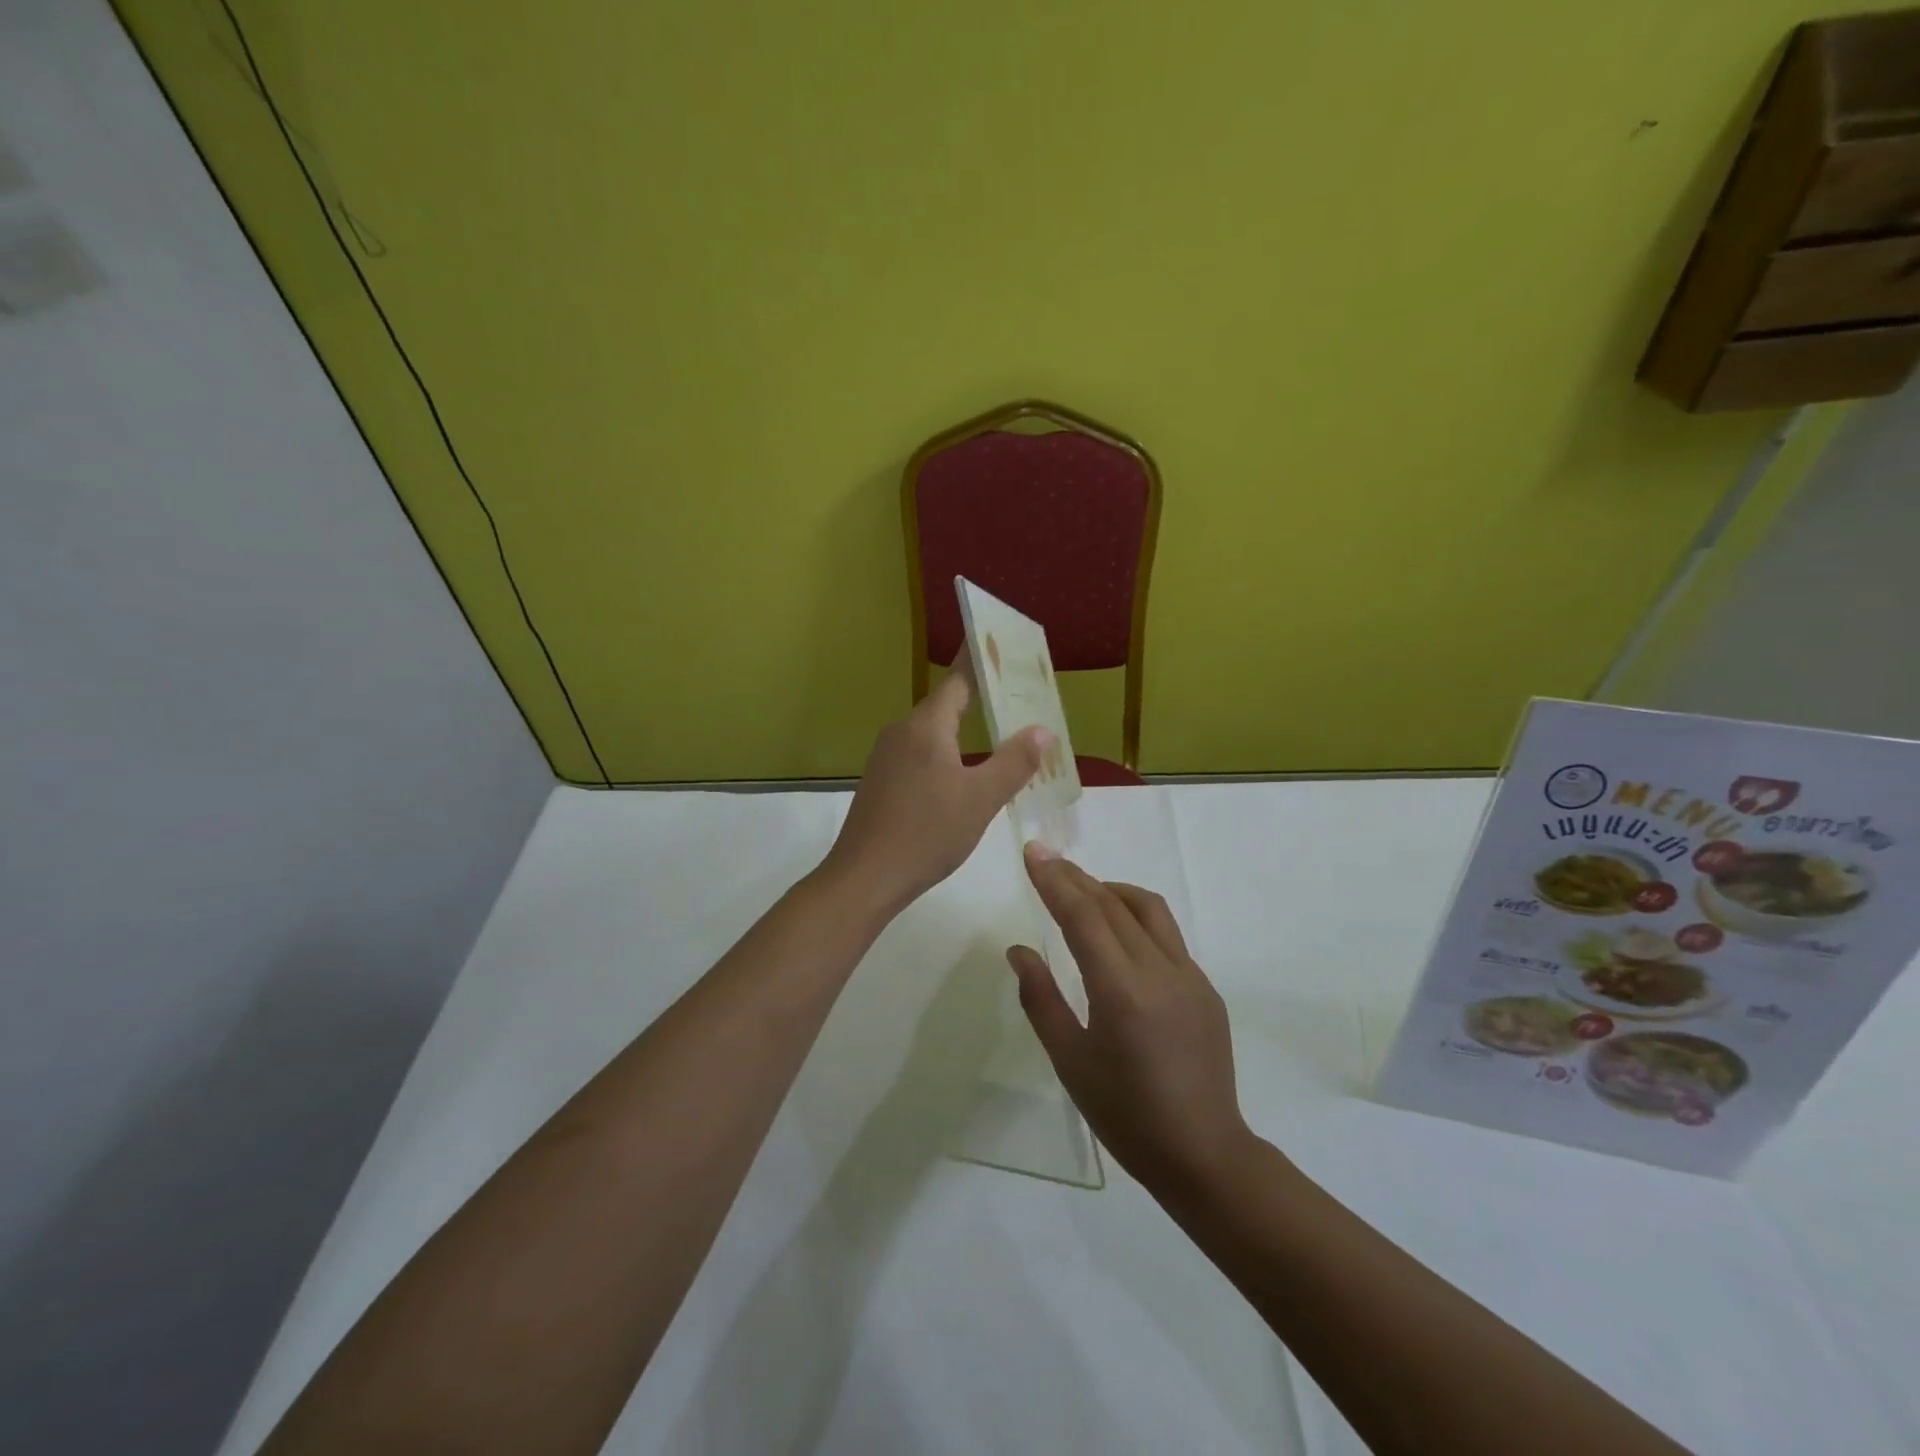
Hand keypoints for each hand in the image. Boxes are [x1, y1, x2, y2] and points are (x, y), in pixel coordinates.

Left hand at [821, 655, 1050, 919]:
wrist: (864, 877)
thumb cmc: (926, 833)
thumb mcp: (981, 799)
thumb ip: (1014, 762)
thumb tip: (1042, 730)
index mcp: (926, 727)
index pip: (958, 680)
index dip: (981, 662)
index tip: (1003, 646)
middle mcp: (902, 732)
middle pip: (946, 704)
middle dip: (981, 699)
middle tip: (1019, 699)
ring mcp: (886, 757)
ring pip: (933, 732)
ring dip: (964, 730)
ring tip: (1001, 736)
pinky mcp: (881, 781)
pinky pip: (920, 754)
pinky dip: (946, 753)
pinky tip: (963, 774)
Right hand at [1008, 846, 1254, 1197]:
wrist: (1204, 1154)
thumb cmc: (1126, 1115)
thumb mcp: (1070, 1062)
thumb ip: (1041, 999)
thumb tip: (1019, 950)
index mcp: (1122, 992)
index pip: (1084, 917)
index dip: (1055, 881)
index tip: (1033, 852)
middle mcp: (1160, 972)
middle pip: (1112, 905)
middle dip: (1075, 877)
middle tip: (1046, 859)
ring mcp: (1191, 977)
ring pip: (1148, 909)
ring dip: (1110, 890)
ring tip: (1082, 892)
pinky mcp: (1206, 988)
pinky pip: (1167, 936)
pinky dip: (1135, 918)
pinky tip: (1119, 938)